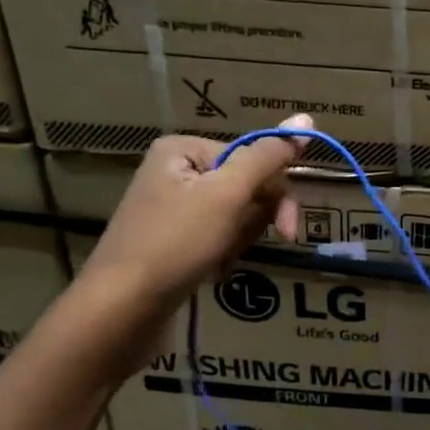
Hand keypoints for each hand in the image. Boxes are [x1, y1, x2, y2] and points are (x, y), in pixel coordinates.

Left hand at [74, 115, 311, 365]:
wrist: (121, 309)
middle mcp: (175, 171)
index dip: (276, 195)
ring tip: (218, 261)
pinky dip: (222, 255)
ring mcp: (171, 207)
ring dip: (238, 241)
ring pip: (235, 216)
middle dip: (252, 221)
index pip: (255, 159)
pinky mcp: (171, 239)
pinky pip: (216, 237)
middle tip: (239, 247)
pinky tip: (211, 272)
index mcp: (184, 149)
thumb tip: (307, 120)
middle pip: (246, 187)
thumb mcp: (228, 195)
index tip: (287, 231)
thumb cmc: (175, 244)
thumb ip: (268, 157)